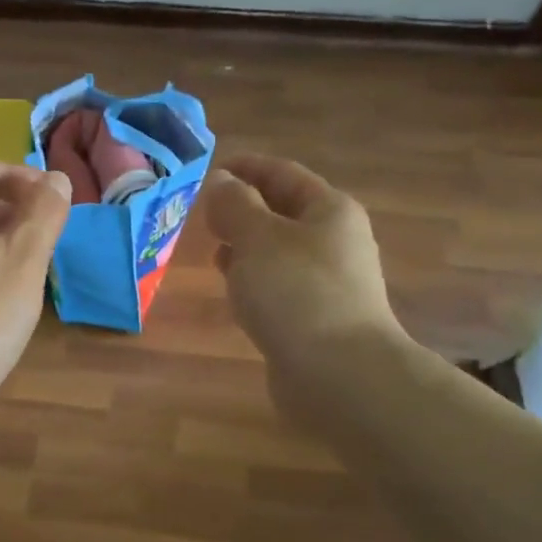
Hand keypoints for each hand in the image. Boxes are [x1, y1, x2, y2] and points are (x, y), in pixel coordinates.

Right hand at [204, 153, 413, 412]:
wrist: (338, 374)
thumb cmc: (297, 292)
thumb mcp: (257, 237)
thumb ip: (234, 205)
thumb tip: (221, 183)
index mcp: (329, 210)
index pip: (283, 173)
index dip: (247, 167)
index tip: (211, 170)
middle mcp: (334, 241)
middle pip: (283, 212)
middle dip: (243, 209)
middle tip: (202, 213)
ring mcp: (327, 283)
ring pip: (278, 252)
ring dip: (246, 246)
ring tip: (211, 248)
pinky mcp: (315, 318)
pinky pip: (278, 286)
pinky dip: (253, 280)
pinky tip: (232, 291)